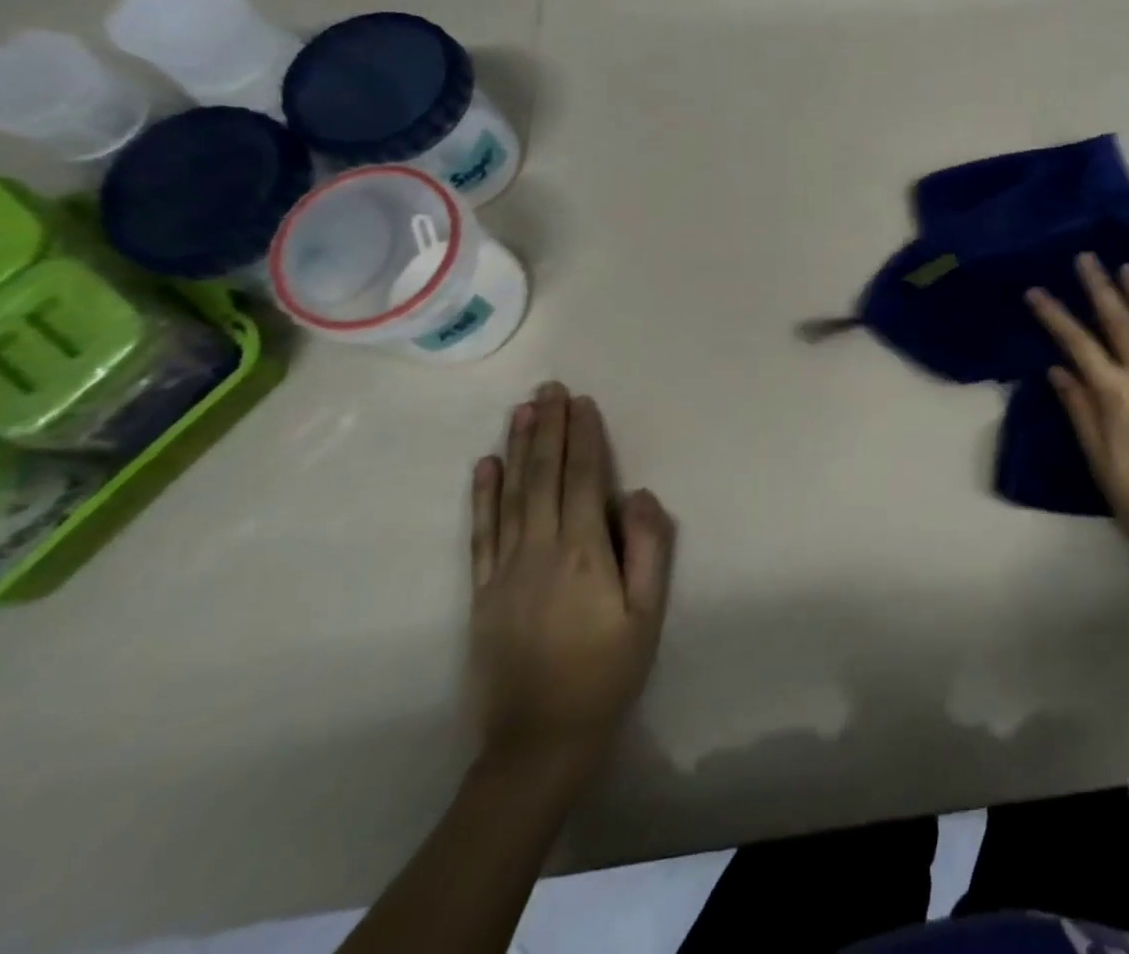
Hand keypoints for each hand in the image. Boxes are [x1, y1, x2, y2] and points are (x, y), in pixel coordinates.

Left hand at [467, 382, 674, 777]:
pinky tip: (485, 467)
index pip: (582, 479)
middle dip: (548, 427)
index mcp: (582, 552)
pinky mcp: (481, 592)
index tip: (583, 402)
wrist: (538, 741)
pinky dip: (482, 496)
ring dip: (516, 448)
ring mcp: (504, 569)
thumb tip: (638, 494)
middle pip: (543, 476)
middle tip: (550, 387)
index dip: (583, 437)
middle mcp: (538, 549)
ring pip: (510, 495)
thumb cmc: (606, 672)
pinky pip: (481, 533)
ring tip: (521, 409)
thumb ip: (647, 548)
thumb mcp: (646, 613)